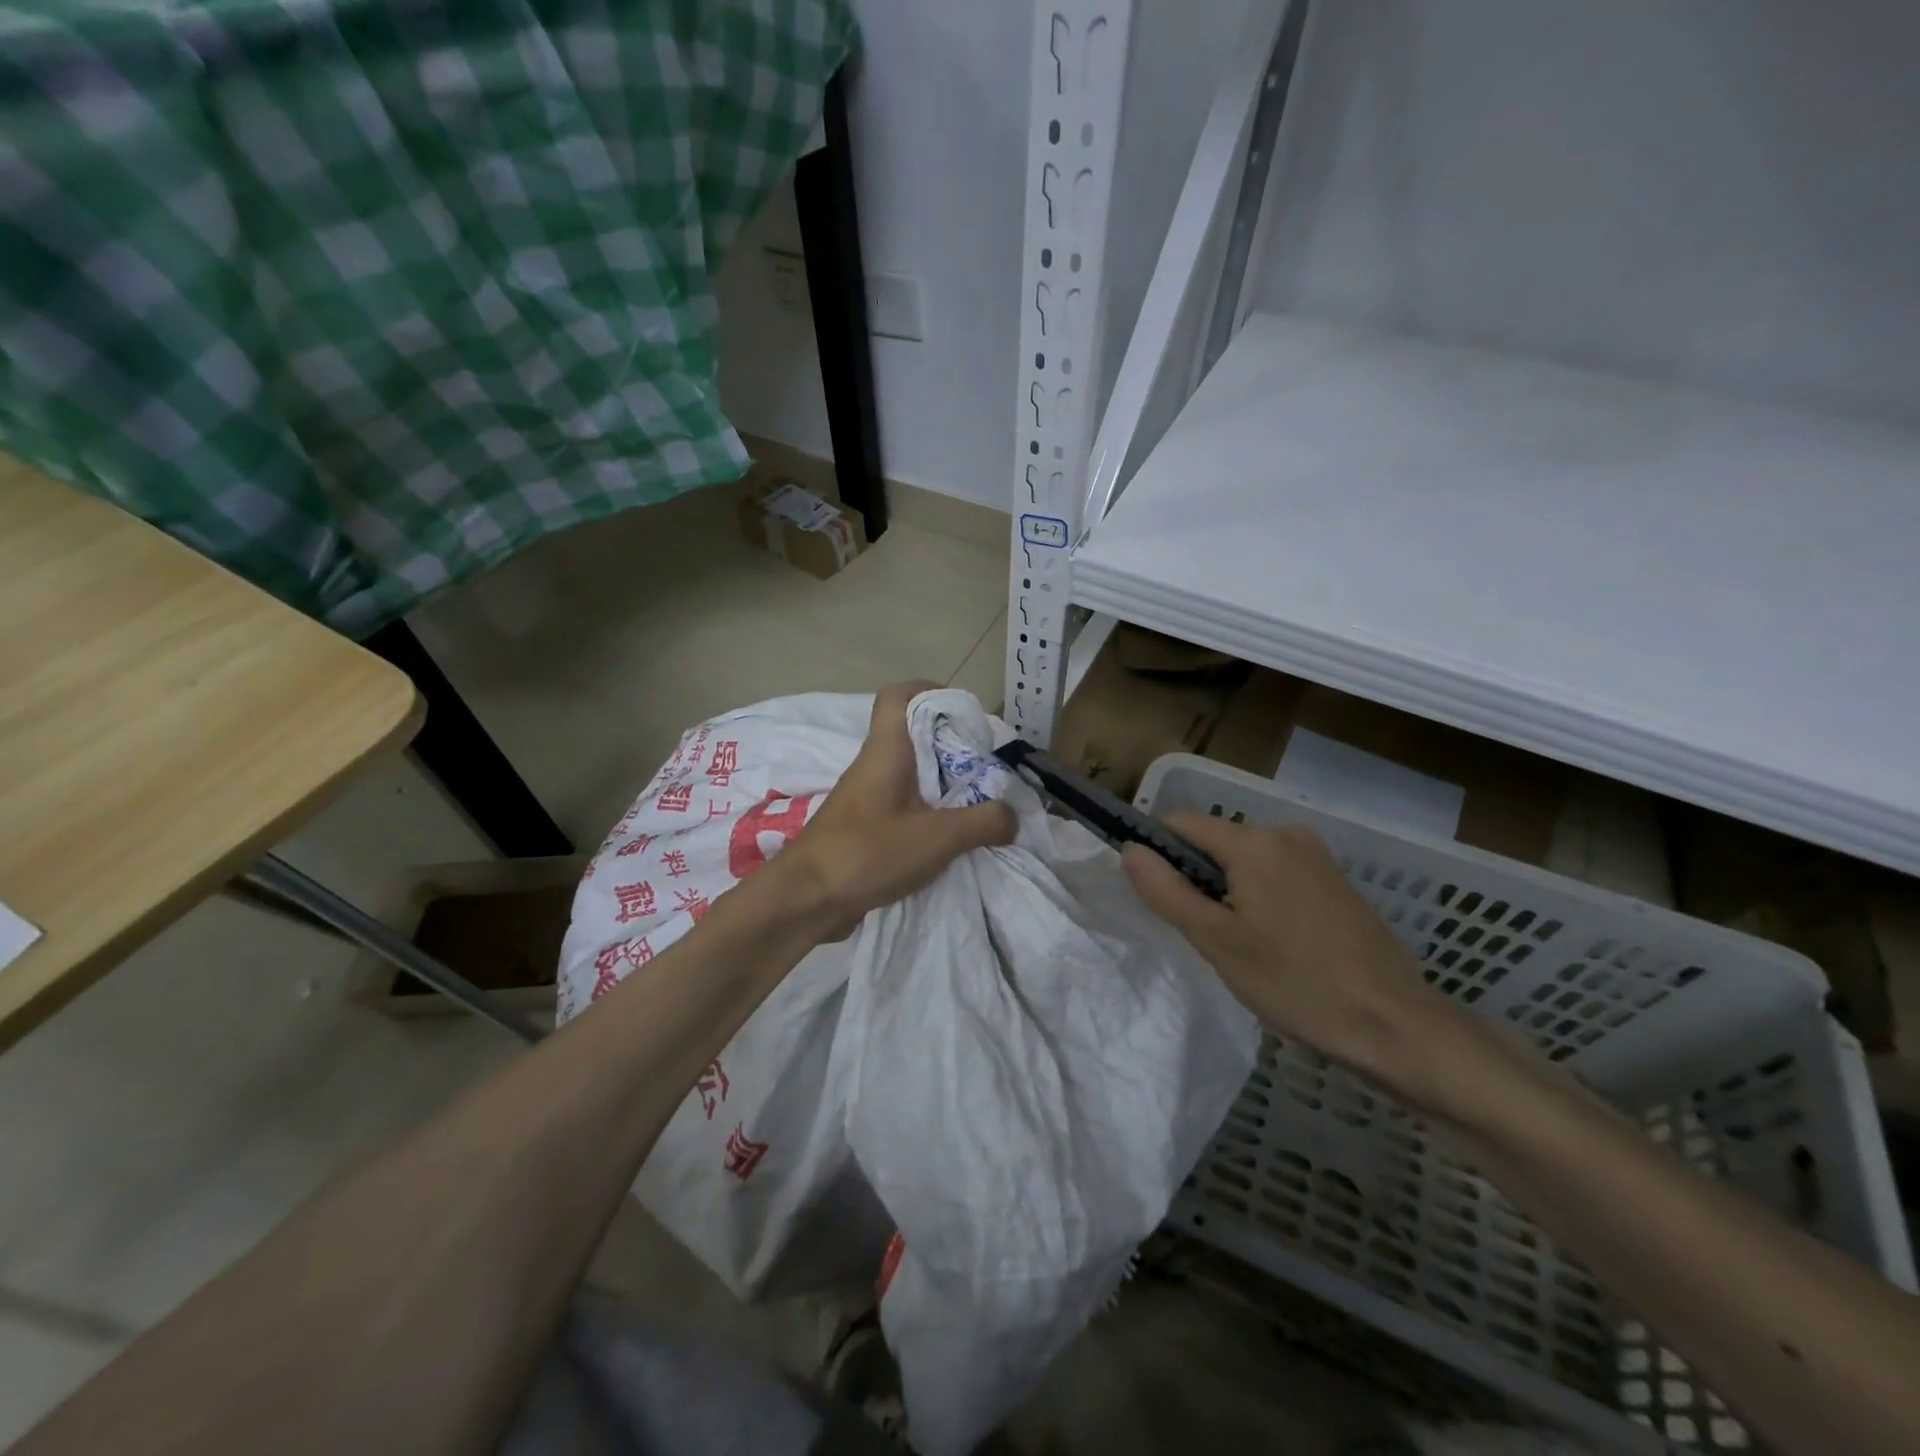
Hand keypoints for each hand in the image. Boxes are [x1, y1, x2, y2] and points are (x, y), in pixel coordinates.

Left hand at [781, 682, 1015, 937]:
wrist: (806, 899)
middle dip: (952, 746)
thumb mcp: (938, 837)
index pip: (897, 695)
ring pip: (910, 774)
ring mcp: (865, 797)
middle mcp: (873, 765)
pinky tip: (950, 839)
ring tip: (977, 804)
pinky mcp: (863, 827)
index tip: (963, 712)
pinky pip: (902, 805)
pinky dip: (928, 813)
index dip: (930, 690)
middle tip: (985, 767)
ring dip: (943, 784)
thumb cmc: (868, 852)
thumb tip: (1011, 816)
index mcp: (886, 750)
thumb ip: (983, 822)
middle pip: (913, 736)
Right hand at [1122, 815, 1458, 1085]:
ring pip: (1245, 862)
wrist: (1396, 1026)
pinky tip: (1276, 945)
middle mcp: (1286, 834)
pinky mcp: (1336, 880)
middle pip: (1214, 842)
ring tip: (1242, 947)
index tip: (1157, 899)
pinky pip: (1276, 875)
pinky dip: (1260, 899)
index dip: (1157, 854)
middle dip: (1197, 880)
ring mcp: (1317, 856)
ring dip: (1228, 893)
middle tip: (1205, 936)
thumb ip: (1166, 891)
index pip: (1180, 824)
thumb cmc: (1296, 983)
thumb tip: (1130, 850)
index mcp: (1255, 842)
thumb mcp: (1217, 941)